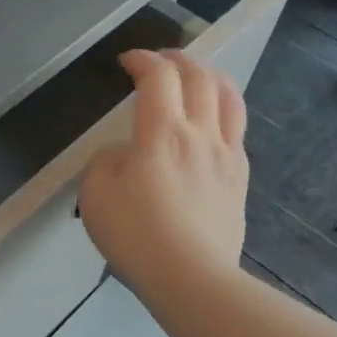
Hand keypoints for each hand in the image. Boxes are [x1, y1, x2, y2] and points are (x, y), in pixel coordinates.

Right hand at [79, 49, 249, 293]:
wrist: (191, 278)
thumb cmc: (136, 235)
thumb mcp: (95, 195)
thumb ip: (105, 161)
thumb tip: (124, 154)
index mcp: (162, 133)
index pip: (158, 77)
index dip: (142, 59)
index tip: (126, 61)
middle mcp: (201, 134)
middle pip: (200, 76)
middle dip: (177, 58)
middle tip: (158, 61)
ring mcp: (227, 156)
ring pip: (229, 97)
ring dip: (209, 77)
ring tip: (194, 78)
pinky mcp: (240, 179)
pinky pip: (237, 130)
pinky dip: (223, 110)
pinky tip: (210, 123)